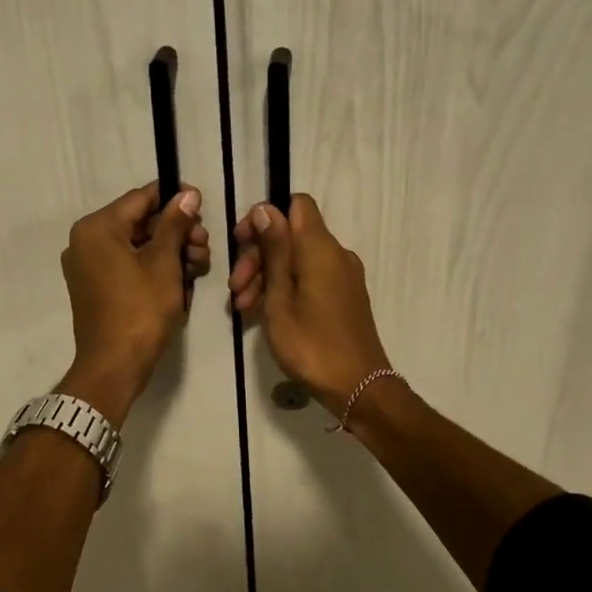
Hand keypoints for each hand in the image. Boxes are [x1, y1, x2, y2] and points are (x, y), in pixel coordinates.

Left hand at [60, 182, 208, 422]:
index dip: (174, 197)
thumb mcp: (164, 263)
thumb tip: (187, 195)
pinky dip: (154, 268)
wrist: (114, 366)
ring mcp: (88, 266)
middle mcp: (86, 241)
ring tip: (200, 266)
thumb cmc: (140, 310)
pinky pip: (128, 266)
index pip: (141, 198)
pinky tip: (182, 280)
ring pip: (137, 246)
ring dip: (170, 251)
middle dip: (176, 231)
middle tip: (205, 245)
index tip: (202, 204)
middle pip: (140, 223)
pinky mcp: (96, 287)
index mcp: (97, 228)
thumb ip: (175, 224)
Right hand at [228, 194, 389, 414]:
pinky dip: (284, 288)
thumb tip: (265, 210)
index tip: (241, 241)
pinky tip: (262, 313)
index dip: (265, 215)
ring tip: (242, 308)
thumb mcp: (280, 297)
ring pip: (297, 259)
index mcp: (320, 248)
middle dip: (258, 255)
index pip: (296, 204)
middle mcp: (335, 254)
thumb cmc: (311, 343)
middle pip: (291, 235)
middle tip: (235, 289)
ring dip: (266, 276)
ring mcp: (342, 276)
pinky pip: (309, 278)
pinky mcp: (343, 296)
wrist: (357, 386)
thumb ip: (274, 250)